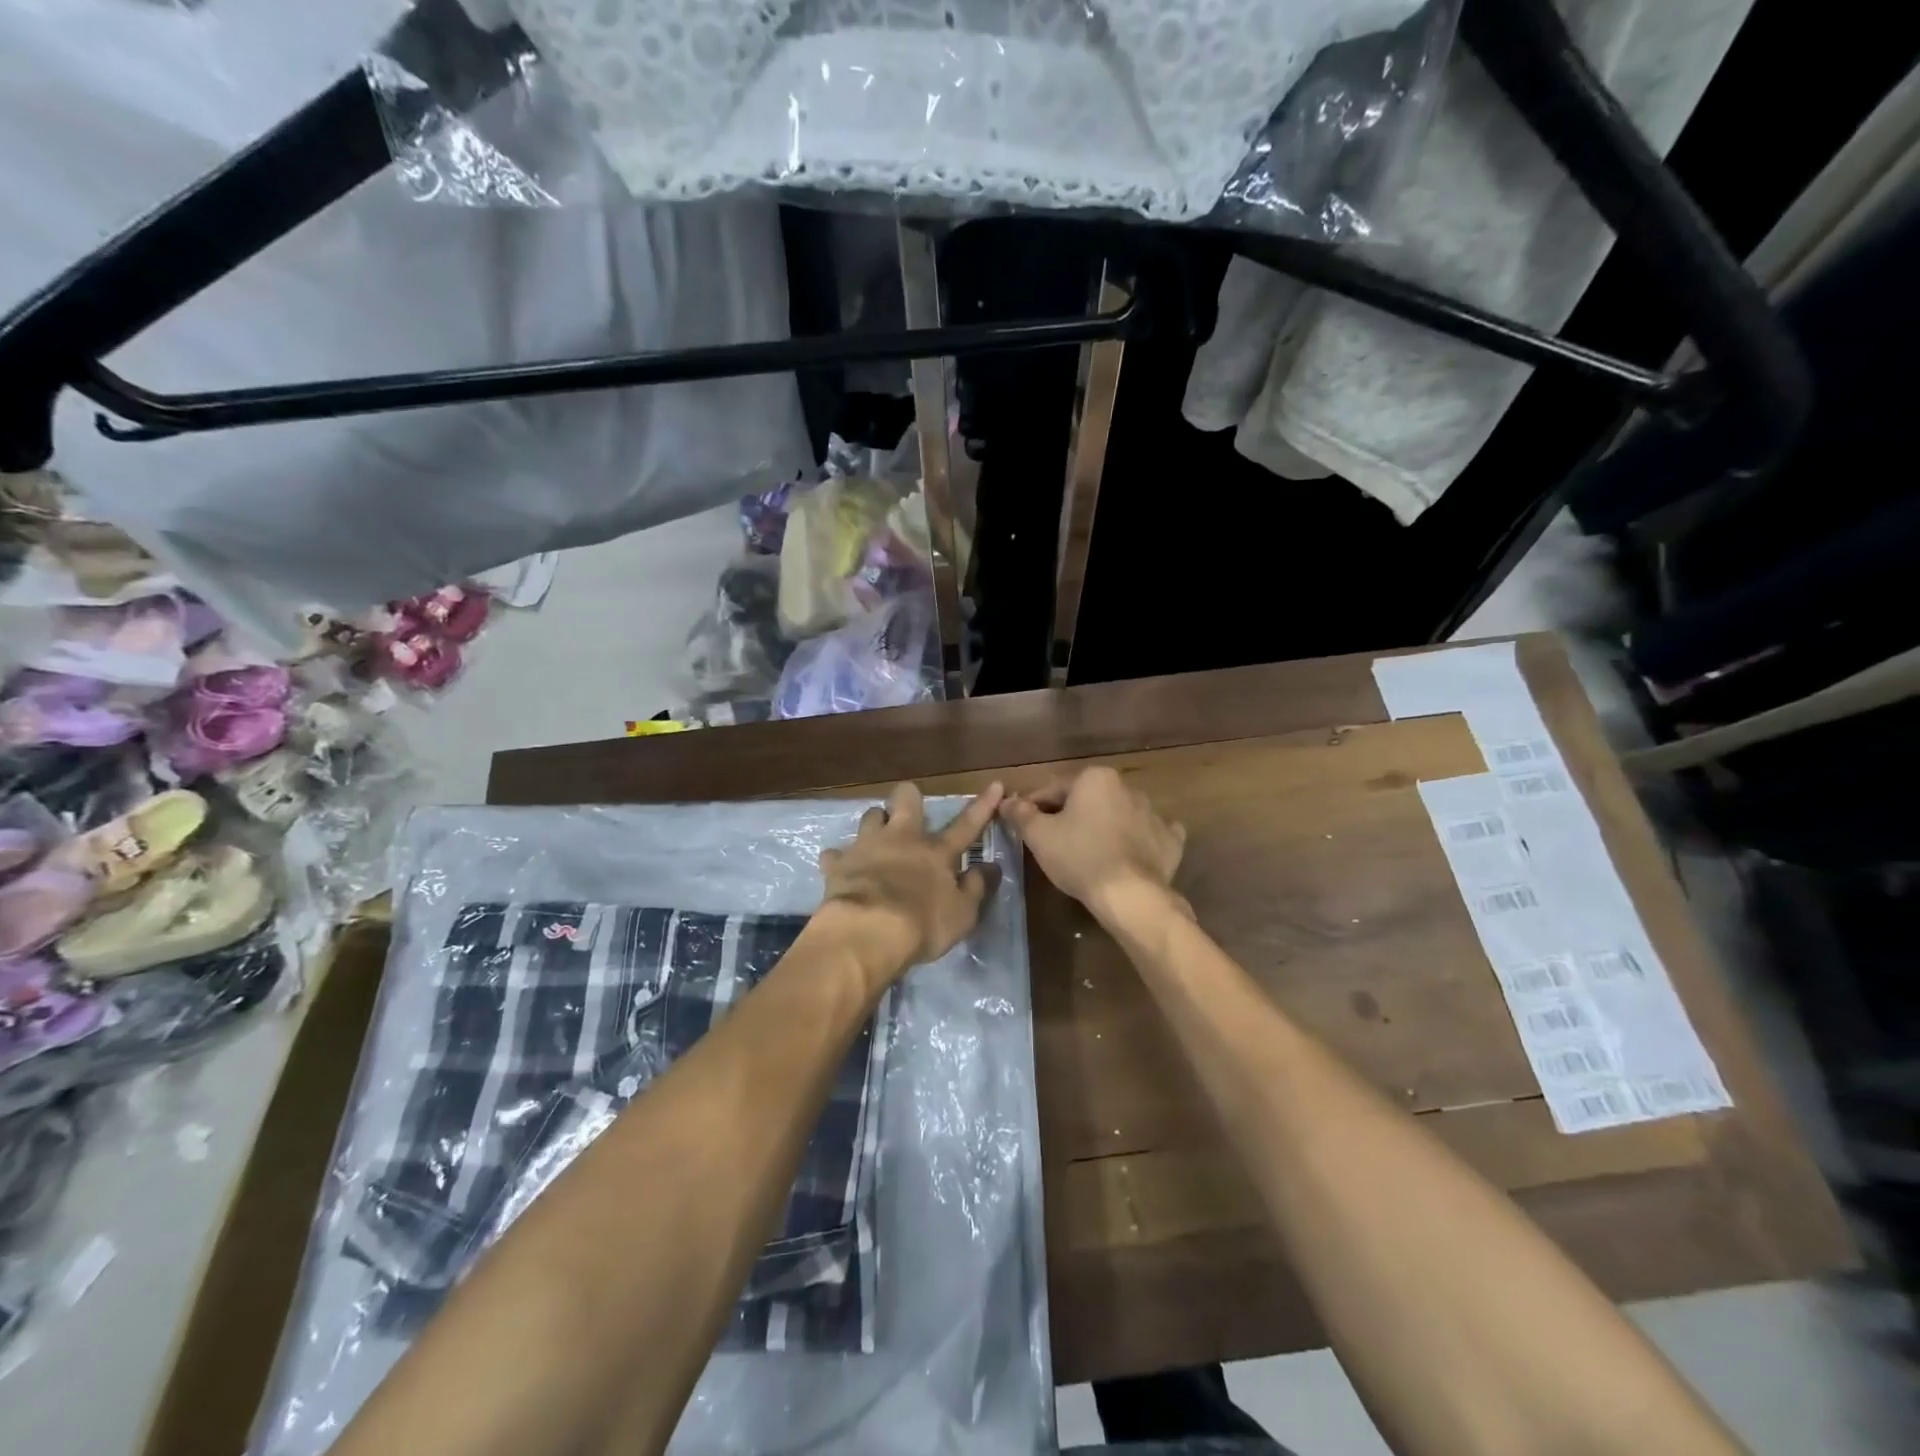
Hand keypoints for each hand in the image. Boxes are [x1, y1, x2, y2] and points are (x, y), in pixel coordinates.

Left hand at [818, 781, 1004, 982]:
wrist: (867, 932)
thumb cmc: (922, 924)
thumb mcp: (962, 915)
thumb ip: (976, 888)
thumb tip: (990, 867)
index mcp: (936, 852)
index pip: (966, 825)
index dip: (982, 806)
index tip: (995, 785)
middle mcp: (902, 839)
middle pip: (906, 799)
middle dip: (908, 797)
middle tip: (909, 811)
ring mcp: (867, 847)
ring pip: (870, 816)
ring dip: (875, 824)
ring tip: (875, 839)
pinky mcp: (838, 864)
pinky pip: (835, 854)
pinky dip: (840, 860)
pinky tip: (841, 870)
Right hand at [1000, 767, 1185, 917]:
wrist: (1130, 895)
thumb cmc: (1079, 857)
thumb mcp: (1039, 836)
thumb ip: (1021, 814)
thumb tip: (1006, 801)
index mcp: (1095, 778)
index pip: (1054, 789)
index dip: (1034, 806)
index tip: (1023, 824)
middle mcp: (1127, 787)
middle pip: (1088, 799)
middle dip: (1070, 814)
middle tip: (1053, 840)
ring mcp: (1154, 813)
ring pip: (1118, 814)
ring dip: (1103, 825)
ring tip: (1088, 851)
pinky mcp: (1170, 840)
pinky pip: (1148, 834)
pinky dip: (1138, 840)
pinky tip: (1129, 854)